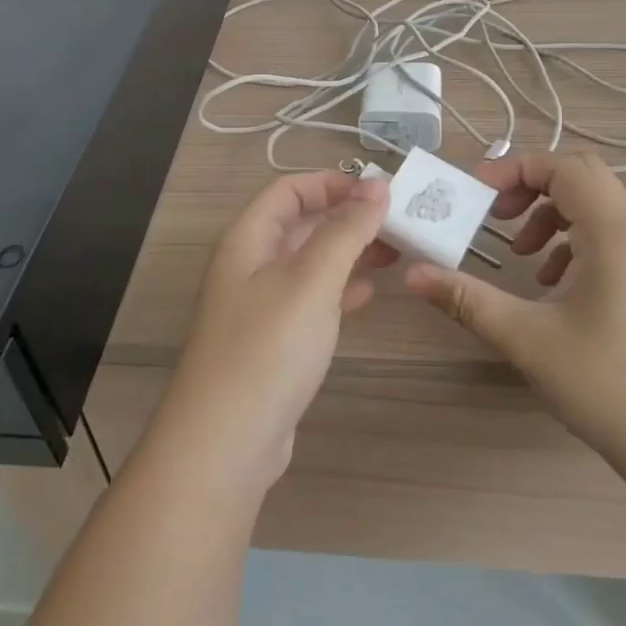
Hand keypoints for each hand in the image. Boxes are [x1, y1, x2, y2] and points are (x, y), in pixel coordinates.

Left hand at [148, 170, 393, 494]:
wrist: (226, 442)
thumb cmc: (268, 348)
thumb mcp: (312, 280)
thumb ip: (346, 230)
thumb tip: (377, 185)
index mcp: (248, 238)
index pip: (289, 190)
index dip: (332, 183)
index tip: (379, 191)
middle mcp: (250, 264)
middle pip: (301, 224)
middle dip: (347, 217)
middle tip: (398, 222)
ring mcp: (260, 305)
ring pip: (310, 262)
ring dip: (349, 253)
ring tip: (395, 253)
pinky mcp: (274, 341)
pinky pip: (311, 299)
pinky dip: (340, 290)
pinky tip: (369, 295)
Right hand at [404, 151, 625, 466]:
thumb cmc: (606, 384)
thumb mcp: (526, 338)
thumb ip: (467, 299)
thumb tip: (413, 274)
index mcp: (613, 233)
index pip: (564, 167)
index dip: (516, 169)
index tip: (477, 194)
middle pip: (582, 177)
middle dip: (532, 186)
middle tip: (497, 216)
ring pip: (595, 206)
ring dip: (551, 213)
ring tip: (521, 253)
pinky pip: (607, 236)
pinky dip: (571, 240)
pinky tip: (550, 282)